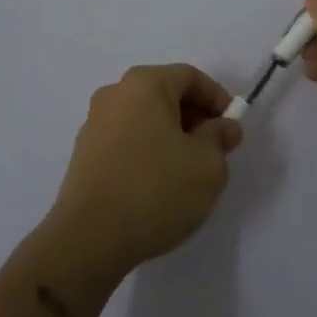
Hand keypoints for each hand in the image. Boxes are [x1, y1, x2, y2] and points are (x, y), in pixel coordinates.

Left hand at [46, 63, 243, 279]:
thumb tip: (223, 127)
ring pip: (146, 118)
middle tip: (215, 150)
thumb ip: (220, 138)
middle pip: (165, 94)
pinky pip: (127, 140)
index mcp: (144, 83)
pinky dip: (148, 151)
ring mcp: (95, 123)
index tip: (232, 128)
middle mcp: (115, 93)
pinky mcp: (84, 153)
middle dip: (195, 118)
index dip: (217, 98)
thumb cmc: (155, 190)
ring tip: (188, 171)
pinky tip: (158, 185)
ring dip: (171, 136)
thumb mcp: (206, 165)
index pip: (190, 77)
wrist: (88, 240)